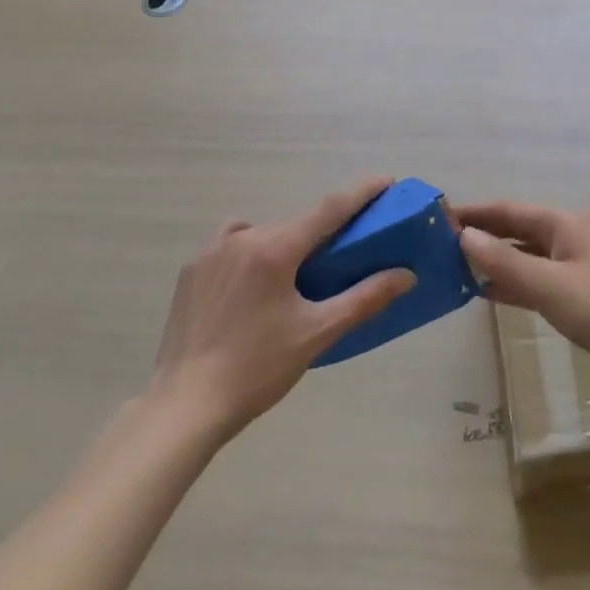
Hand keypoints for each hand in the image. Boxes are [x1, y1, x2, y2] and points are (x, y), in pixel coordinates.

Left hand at [148, 178, 415, 442]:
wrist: (183, 408)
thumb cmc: (257, 370)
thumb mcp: (316, 334)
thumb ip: (364, 299)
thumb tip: (406, 275)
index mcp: (277, 248)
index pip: (330, 207)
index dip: (362, 192)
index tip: (387, 182)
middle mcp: (245, 236)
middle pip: (296, 223)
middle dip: (323, 230)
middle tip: (344, 251)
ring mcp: (213, 250)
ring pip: (263, 231)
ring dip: (285, 241)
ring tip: (292, 277)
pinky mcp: (192, 268)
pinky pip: (231, 241)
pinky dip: (250, 248)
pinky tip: (252, 280)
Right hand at [455, 202, 589, 400]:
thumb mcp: (550, 286)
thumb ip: (506, 262)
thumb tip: (464, 236)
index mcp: (563, 224)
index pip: (508, 211)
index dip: (475, 213)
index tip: (439, 216)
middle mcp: (567, 237)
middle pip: (516, 230)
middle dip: (482, 235)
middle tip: (440, 244)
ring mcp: (573, 265)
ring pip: (524, 255)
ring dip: (494, 260)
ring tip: (455, 268)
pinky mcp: (577, 293)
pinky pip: (535, 279)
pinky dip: (511, 282)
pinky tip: (486, 293)